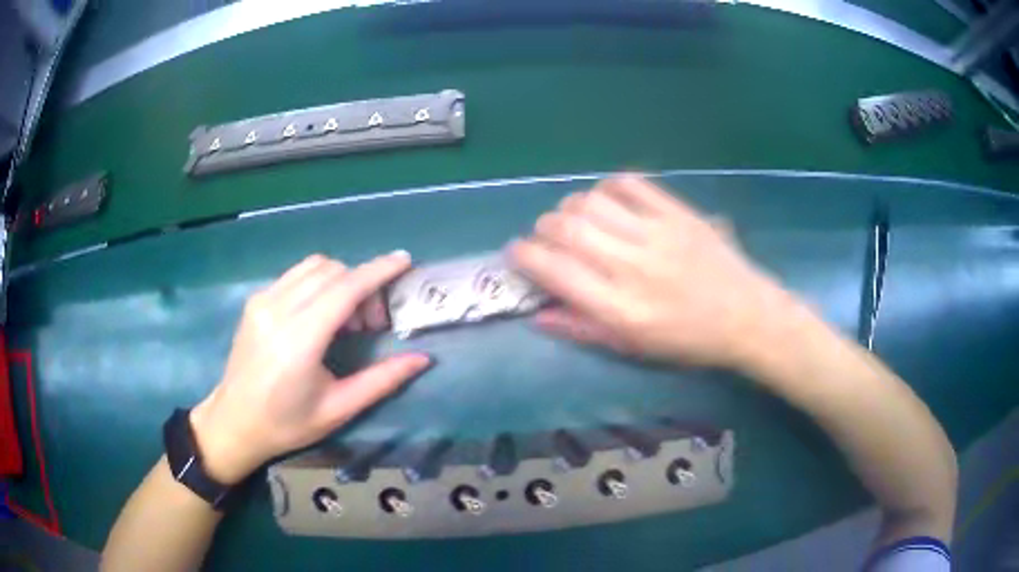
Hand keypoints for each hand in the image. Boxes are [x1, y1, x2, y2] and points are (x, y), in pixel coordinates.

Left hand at [190, 252, 430, 483]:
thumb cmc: (287, 424)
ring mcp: (262, 301)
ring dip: (341, 280)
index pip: (345, 289)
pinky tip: (321, 313)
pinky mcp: (255, 301)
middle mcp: (278, 310)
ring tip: (347, 318)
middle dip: (362, 284)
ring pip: (313, 266)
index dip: (378, 271)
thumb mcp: (338, 409)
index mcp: (299, 341)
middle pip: (332, 271)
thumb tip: (422, 359)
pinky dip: (319, 282)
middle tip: (372, 323)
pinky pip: (296, 275)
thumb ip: (381, 380)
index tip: (404, 260)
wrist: (234, 422)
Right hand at [510, 175, 796, 368]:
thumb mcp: (633, 349)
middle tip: (549, 238)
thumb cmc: (688, 342)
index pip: (553, 269)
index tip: (518, 253)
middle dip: (543, 228)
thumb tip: (537, 313)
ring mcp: (656, 234)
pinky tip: (609, 201)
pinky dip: (607, 187)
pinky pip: (630, 183)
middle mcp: (632, 266)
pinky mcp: (677, 213)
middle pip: (565, 226)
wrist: (746, 317)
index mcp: (619, 308)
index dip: (524, 255)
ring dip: (571, 206)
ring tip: (579, 220)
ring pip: (591, 200)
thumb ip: (582, 330)